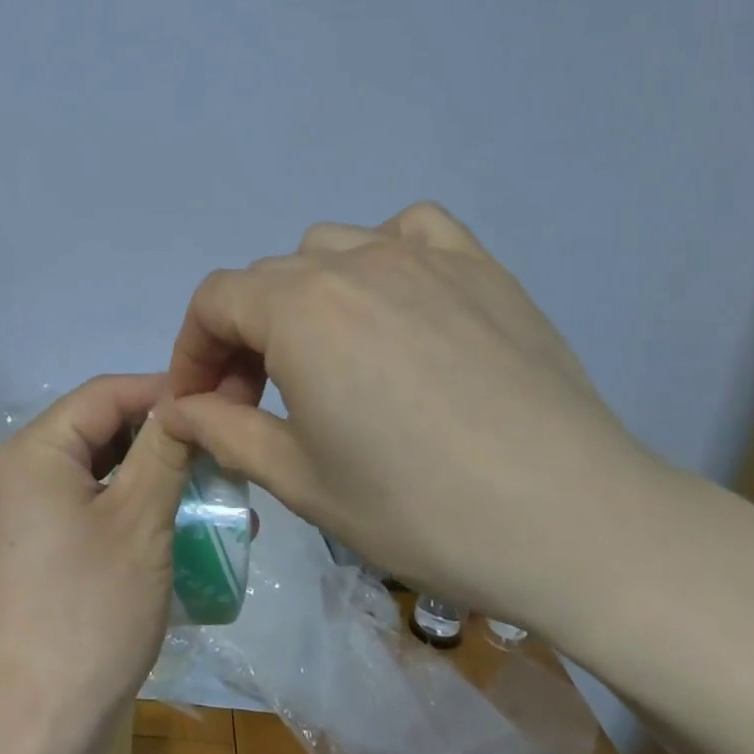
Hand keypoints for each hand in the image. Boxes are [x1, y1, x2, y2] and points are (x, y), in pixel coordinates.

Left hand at [0, 374, 191, 753]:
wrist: (20, 734)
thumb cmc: (86, 615)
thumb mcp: (140, 524)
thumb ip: (164, 451)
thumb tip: (185, 401)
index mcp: (34, 450)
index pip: (105, 393)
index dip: (162, 392)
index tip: (216, 404)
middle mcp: (16, 471)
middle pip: (97, 430)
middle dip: (159, 439)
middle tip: (217, 454)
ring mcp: (17, 515)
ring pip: (93, 472)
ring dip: (148, 479)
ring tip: (207, 495)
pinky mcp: (27, 552)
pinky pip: (81, 509)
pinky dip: (124, 511)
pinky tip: (170, 532)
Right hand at [158, 203, 691, 632]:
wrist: (576, 523)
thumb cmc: (421, 510)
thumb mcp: (302, 481)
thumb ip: (225, 432)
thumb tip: (177, 410)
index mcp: (300, 310)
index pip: (214, 301)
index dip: (192, 349)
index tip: (198, 400)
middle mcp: (352, 264)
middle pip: (265, 279)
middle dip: (241, 335)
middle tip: (256, 398)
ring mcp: (421, 257)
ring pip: (328, 248)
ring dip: (302, 294)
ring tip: (325, 351)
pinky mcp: (479, 267)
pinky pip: (410, 229)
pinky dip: (382, 252)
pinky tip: (395, 298)